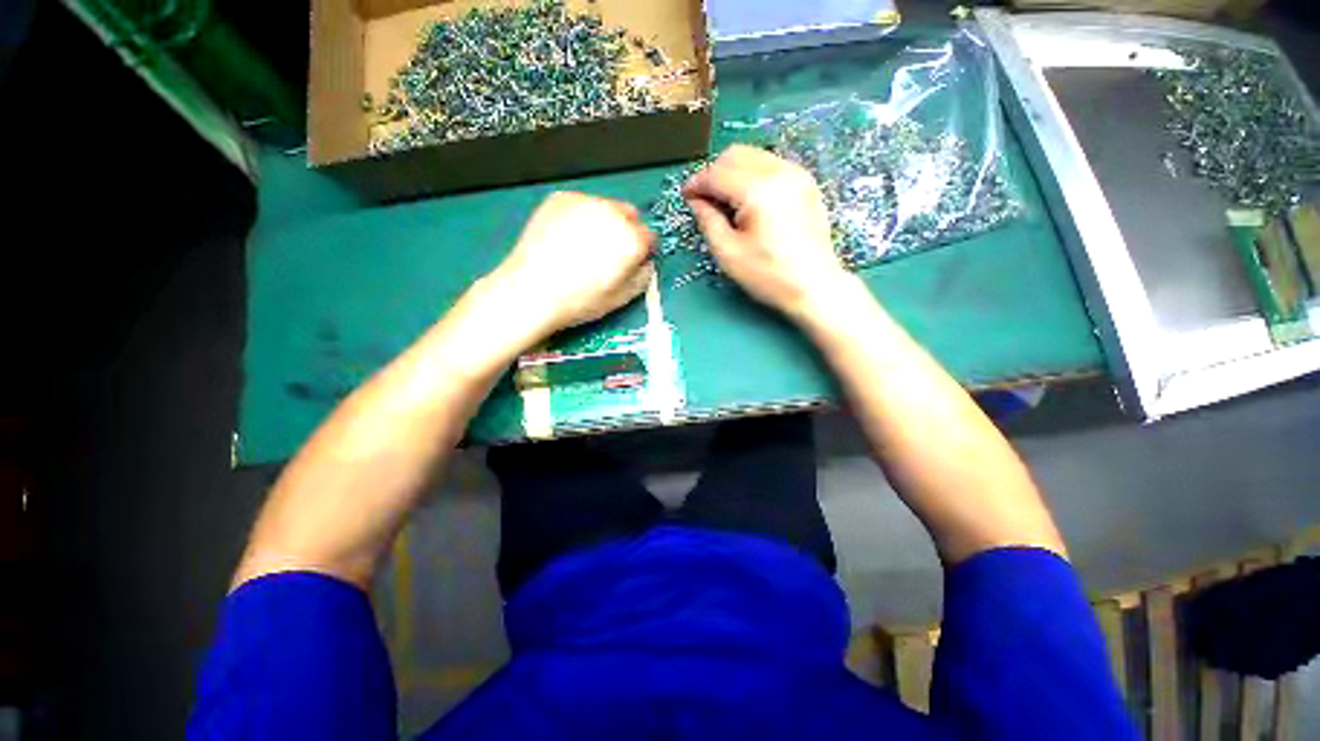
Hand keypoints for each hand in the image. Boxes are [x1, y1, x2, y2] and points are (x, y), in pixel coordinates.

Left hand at [486, 192, 654, 338]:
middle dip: (626, 231)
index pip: (649, 236)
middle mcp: (613, 214)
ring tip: (584, 246)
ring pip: (606, 207)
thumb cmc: (580, 300)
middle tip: (609, 252)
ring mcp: (586, 202)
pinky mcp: (561, 198)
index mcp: (632, 240)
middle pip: (630, 215)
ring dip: (604, 222)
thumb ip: (643, 277)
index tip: (632, 261)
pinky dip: (580, 217)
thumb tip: (645, 264)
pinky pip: (581, 204)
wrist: (532, 289)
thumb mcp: (622, 298)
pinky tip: (567, 238)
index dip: (642, 251)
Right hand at [683, 145, 852, 320]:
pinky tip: (749, 202)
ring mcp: (797, 174)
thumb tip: (696, 200)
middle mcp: (779, 172)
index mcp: (758, 191)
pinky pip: (770, 165)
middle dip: (714, 174)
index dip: (697, 183)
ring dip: (733, 173)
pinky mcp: (805, 182)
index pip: (717, 174)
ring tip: (726, 203)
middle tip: (705, 200)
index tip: (686, 196)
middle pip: (735, 155)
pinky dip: (753, 175)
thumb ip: (708, 220)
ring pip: (754, 156)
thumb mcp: (728, 253)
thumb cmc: (768, 275)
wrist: (815, 286)